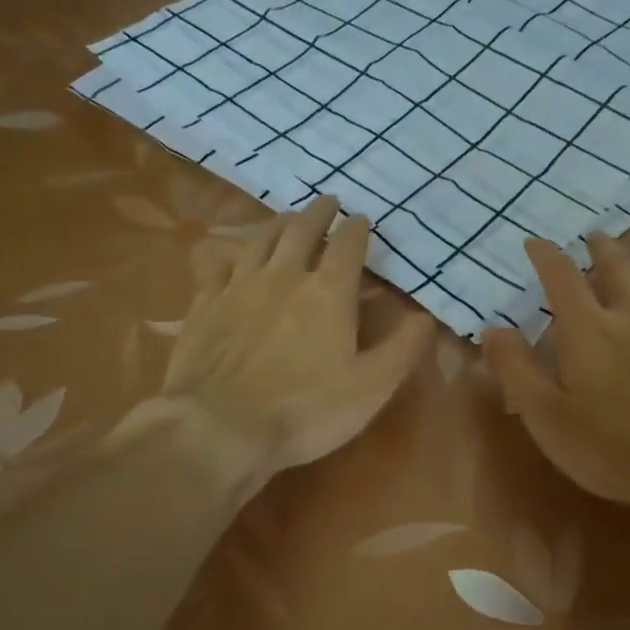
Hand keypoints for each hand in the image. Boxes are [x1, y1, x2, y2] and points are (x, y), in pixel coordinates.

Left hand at [151, 195, 432, 488]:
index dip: (357, 229)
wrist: (219, 427)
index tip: (362, 219)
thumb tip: (425, 317)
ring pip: (259, 241)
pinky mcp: (204, 306)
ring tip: (287, 218)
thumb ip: (403, 349)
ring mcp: (238, 287)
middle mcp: (283, 276)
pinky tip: (231, 259)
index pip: (347, 246)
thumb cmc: (305, 410)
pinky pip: (218, 267)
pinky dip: (230, 256)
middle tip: (327, 202)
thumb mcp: (372, 387)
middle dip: (318, 213)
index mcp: (328, 292)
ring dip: (277, 224)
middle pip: (301, 231)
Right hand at [482, 233, 629, 566]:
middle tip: (592, 238)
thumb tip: (493, 328)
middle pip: (617, 265)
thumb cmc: (610, 449)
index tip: (535, 243)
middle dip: (600, 248)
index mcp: (589, 329)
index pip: (562, 276)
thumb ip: (516, 369)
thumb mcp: (545, 416)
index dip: (545, 255)